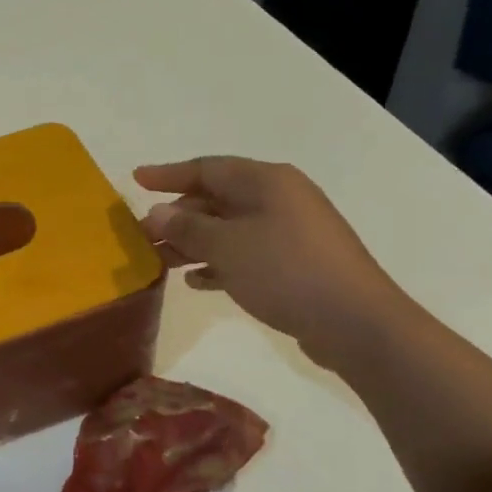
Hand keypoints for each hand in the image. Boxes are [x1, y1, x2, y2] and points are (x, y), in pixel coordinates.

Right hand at [134, 157, 411, 370]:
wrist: (355, 322)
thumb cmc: (286, 271)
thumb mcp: (227, 246)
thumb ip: (187, 228)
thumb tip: (157, 213)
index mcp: (266, 181)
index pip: (207, 169)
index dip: (168, 174)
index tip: (136, 179)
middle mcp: (280, 199)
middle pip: (217, 199)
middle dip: (178, 217)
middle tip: (143, 235)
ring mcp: (291, 232)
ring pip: (230, 229)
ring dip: (194, 243)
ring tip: (161, 262)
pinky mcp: (296, 264)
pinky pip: (247, 254)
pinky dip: (220, 263)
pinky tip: (196, 281)